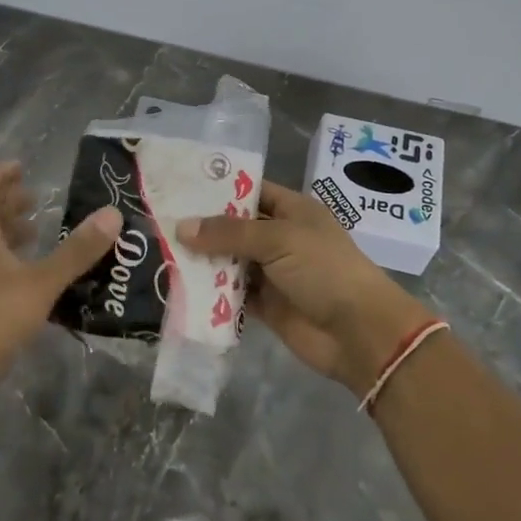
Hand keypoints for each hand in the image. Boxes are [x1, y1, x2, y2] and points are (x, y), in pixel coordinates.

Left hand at [0, 162, 122, 411]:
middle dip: (7, 202)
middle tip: (37, 198)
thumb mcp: (41, 283)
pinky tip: (27, 275)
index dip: (0, 175)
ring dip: (6, 231)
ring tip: (38, 231)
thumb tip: (112, 213)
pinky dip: (4, 259)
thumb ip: (76, 251)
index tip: (23, 167)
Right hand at [178, 181, 433, 397]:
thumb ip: (229, 233)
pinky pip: (233, 294)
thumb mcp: (278, 239)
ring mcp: (274, 272)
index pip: (250, 191)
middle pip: (235, 228)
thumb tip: (182, 227)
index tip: (181, 188)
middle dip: (203, 228)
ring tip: (162, 253)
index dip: (219, 189)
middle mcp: (281, 237)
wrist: (360, 332)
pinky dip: (212, 293)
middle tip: (160, 222)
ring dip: (203, 261)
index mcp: (292, 210)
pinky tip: (181, 288)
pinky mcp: (267, 305)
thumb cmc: (324, 270)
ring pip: (230, 261)